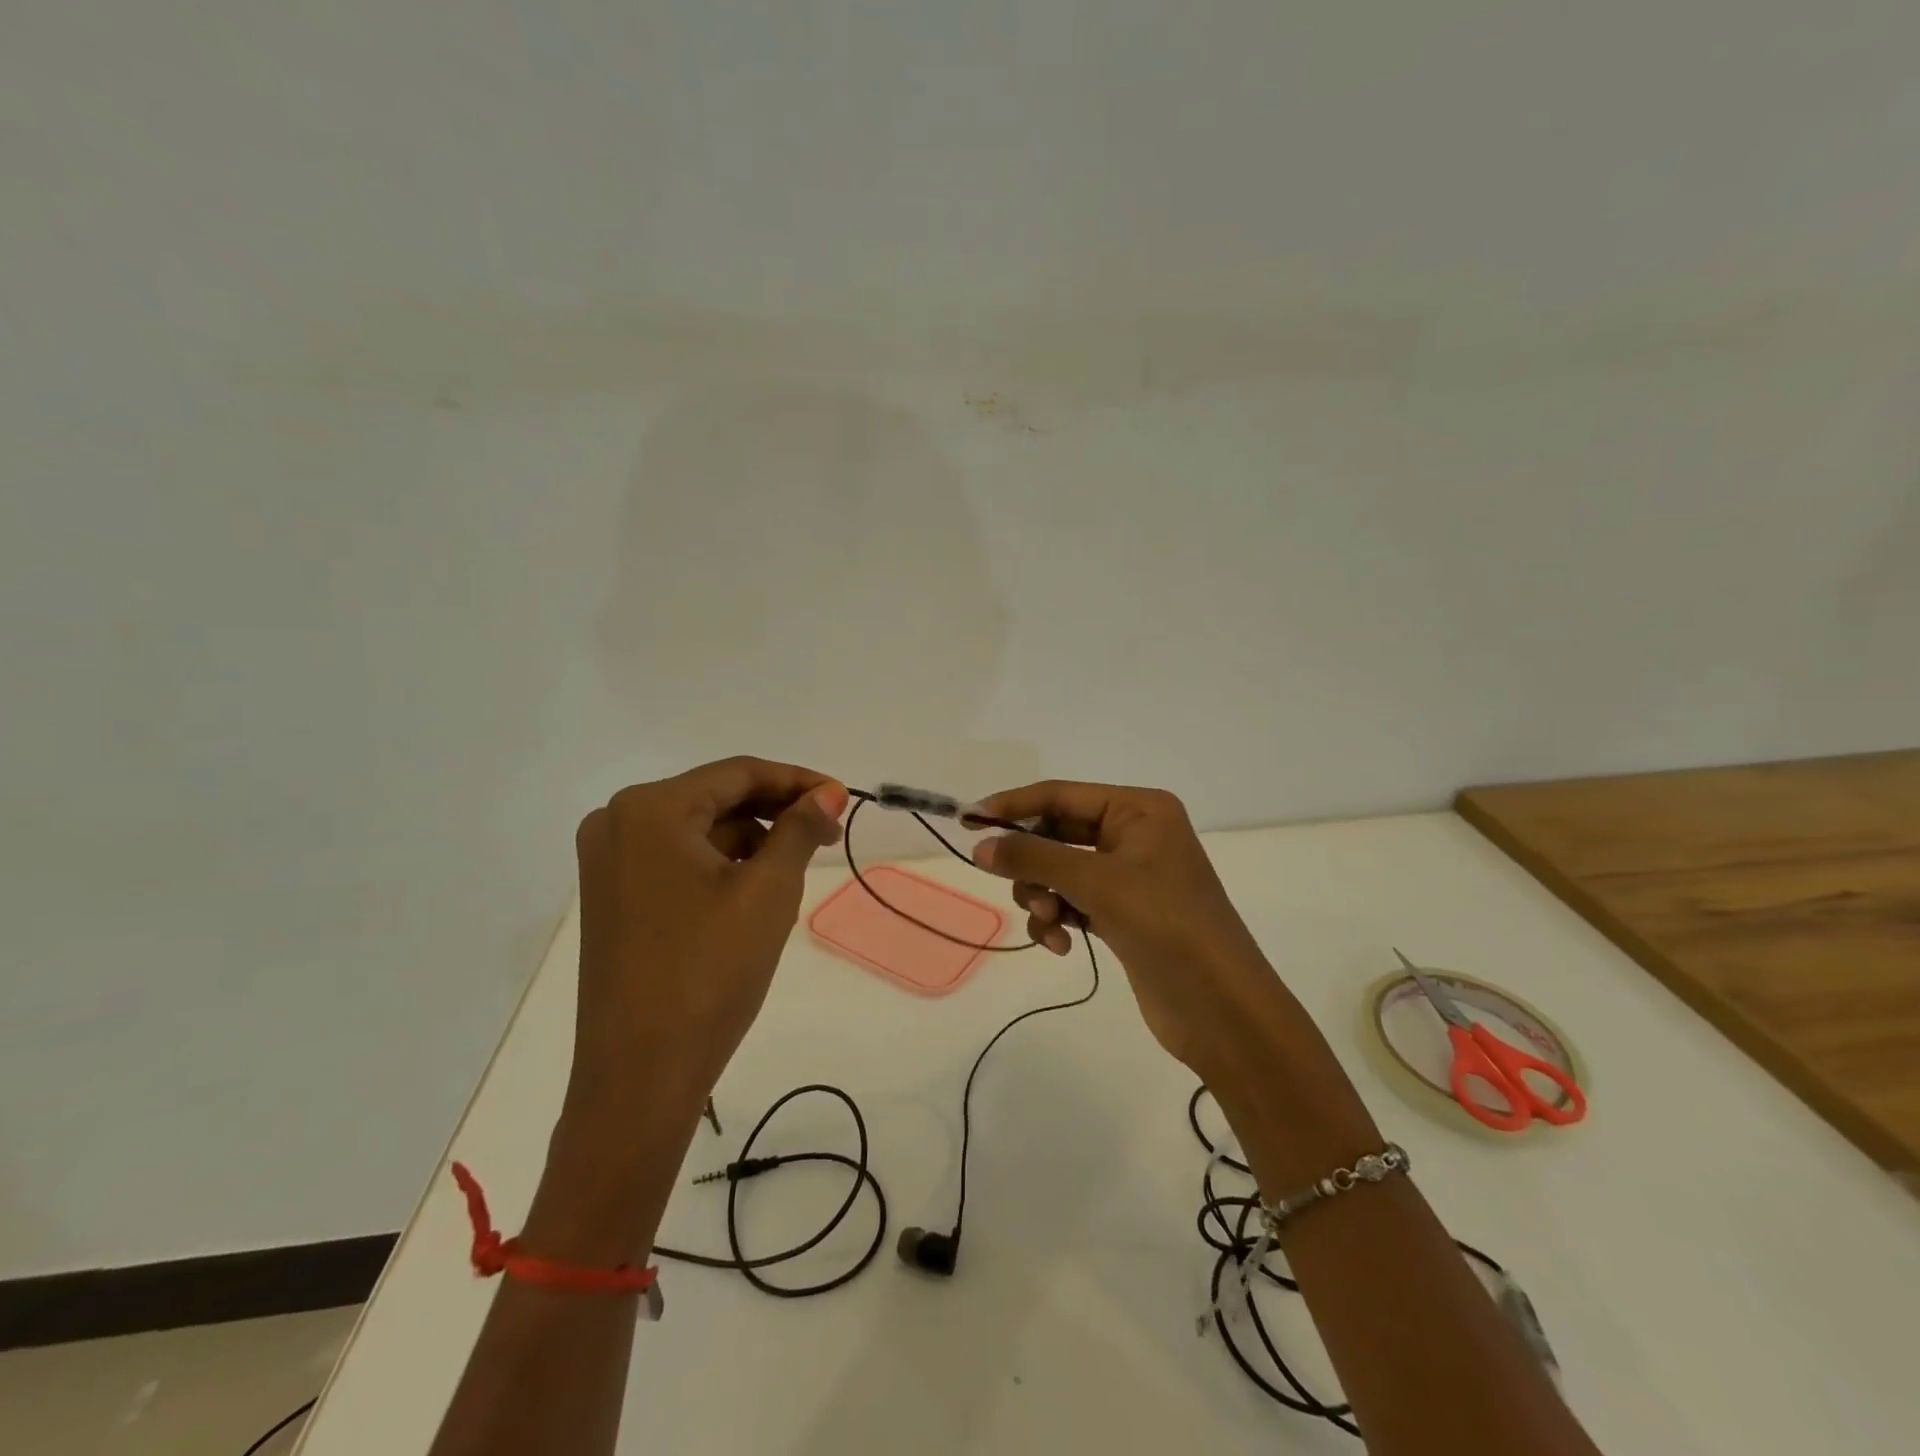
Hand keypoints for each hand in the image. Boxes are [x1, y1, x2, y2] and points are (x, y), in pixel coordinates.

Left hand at [569, 758, 847, 1116]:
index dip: (797, 782)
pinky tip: (752, 898)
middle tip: (827, 838)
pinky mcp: (612, 899)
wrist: (640, 1077)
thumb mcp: (768, 891)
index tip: (842, 801)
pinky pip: (678, 862)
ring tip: (792, 878)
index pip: (739, 773)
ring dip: (751, 844)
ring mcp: (608, 864)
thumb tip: (827, 793)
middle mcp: (617, 823)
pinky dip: (721, 869)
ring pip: (700, 832)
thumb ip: (799, 828)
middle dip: (775, 815)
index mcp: (649, 809)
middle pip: (716, 799)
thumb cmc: (709, 972)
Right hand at [964, 781, 1286, 1082]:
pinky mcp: (1122, 914)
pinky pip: (1071, 902)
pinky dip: (1057, 919)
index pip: (1060, 796)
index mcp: (1138, 810)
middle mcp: (1134, 835)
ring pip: (1058, 871)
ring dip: (1043, 896)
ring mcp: (1128, 876)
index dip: (1012, 806)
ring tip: (1050, 923)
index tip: (968, 819)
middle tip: (1020, 890)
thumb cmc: (1166, 926)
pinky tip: (1061, 945)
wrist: (1221, 1009)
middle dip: (1033, 865)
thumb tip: (980, 845)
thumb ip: (1035, 858)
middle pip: (1056, 835)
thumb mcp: (1097, 883)